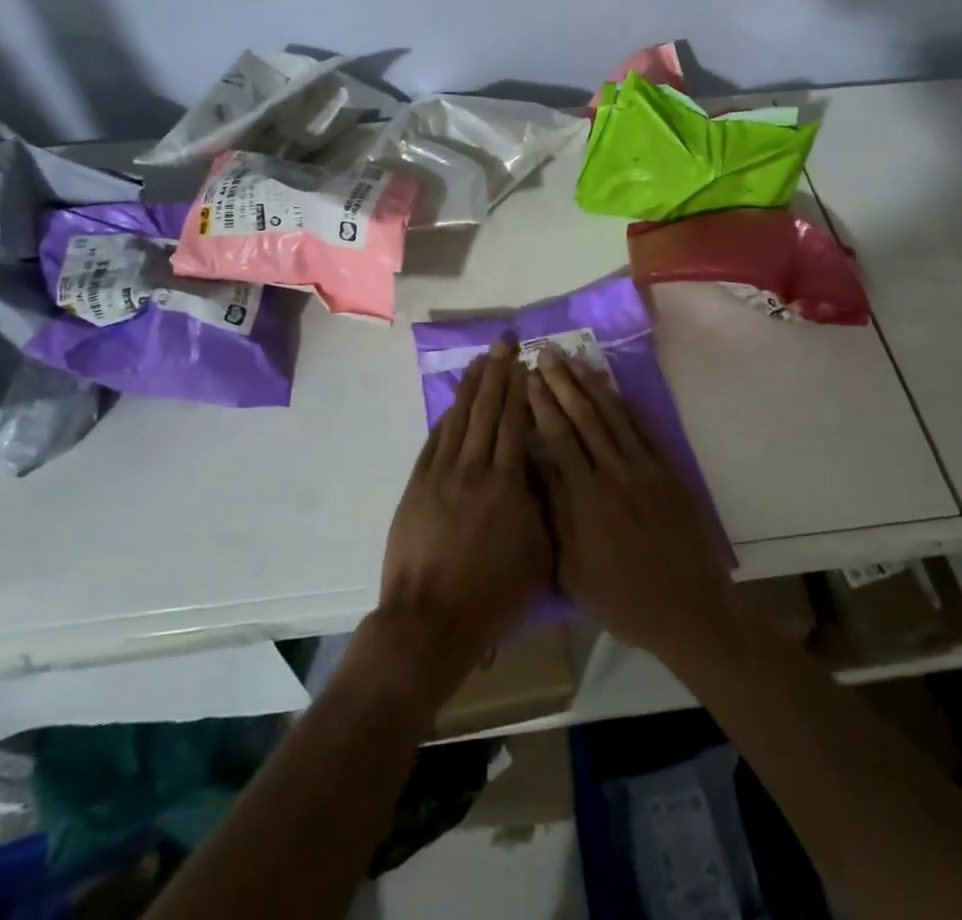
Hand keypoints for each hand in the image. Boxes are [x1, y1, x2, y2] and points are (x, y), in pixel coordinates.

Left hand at [376, 337, 551, 683]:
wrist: (430, 620)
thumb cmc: (493, 594)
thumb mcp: (538, 554)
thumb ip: (542, 504)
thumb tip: (543, 466)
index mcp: (507, 483)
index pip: (516, 422)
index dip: (521, 389)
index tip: (527, 363)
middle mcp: (474, 468)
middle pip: (488, 409)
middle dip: (498, 372)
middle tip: (505, 341)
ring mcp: (441, 474)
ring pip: (460, 418)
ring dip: (471, 386)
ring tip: (481, 359)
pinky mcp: (417, 485)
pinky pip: (435, 440)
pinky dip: (447, 417)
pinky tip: (455, 404)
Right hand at [528, 351, 738, 669]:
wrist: (688, 610)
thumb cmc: (622, 598)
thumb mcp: (573, 568)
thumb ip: (555, 513)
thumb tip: (537, 465)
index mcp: (585, 498)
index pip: (558, 437)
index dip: (542, 404)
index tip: (529, 378)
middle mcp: (614, 473)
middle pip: (584, 417)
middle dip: (562, 383)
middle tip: (546, 353)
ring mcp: (645, 469)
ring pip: (613, 416)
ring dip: (591, 385)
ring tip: (575, 360)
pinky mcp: (668, 471)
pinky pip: (644, 429)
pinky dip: (626, 405)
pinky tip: (613, 389)